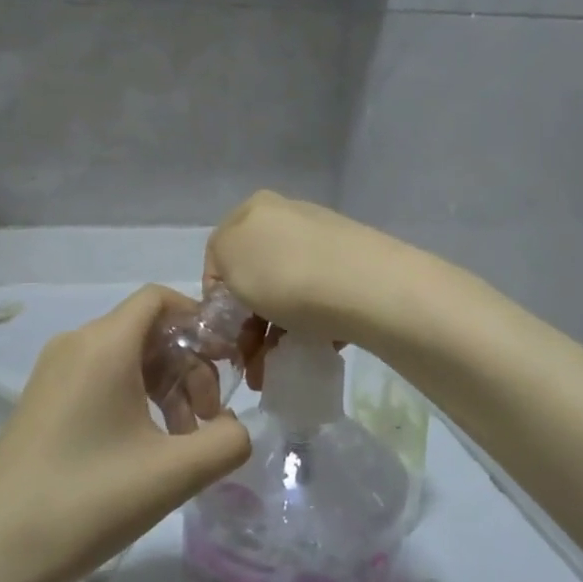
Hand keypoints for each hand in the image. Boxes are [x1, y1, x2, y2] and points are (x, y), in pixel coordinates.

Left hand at [0, 286, 252, 581]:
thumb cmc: (85, 502)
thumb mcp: (172, 474)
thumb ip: (226, 441)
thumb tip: (235, 427)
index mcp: (103, 345)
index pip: (159, 299)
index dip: (200, 322)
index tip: (227, 365)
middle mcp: (75, 345)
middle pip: (147, 331)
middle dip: (188, 366)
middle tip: (207, 420)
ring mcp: (52, 375)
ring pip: (126, 359)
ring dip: (164, 388)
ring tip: (182, 444)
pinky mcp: (41, 404)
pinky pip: (100, 381)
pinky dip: (134, 401)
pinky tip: (145, 452)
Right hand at [204, 193, 398, 367]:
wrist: (366, 287)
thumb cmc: (285, 272)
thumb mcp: (228, 258)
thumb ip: (218, 265)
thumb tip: (234, 284)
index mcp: (256, 208)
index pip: (220, 254)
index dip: (216, 296)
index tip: (222, 332)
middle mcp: (290, 217)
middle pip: (256, 276)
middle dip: (247, 324)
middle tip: (247, 361)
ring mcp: (325, 243)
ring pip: (286, 293)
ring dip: (273, 336)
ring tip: (272, 372)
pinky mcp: (354, 270)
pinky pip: (318, 302)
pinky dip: (307, 329)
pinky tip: (308, 353)